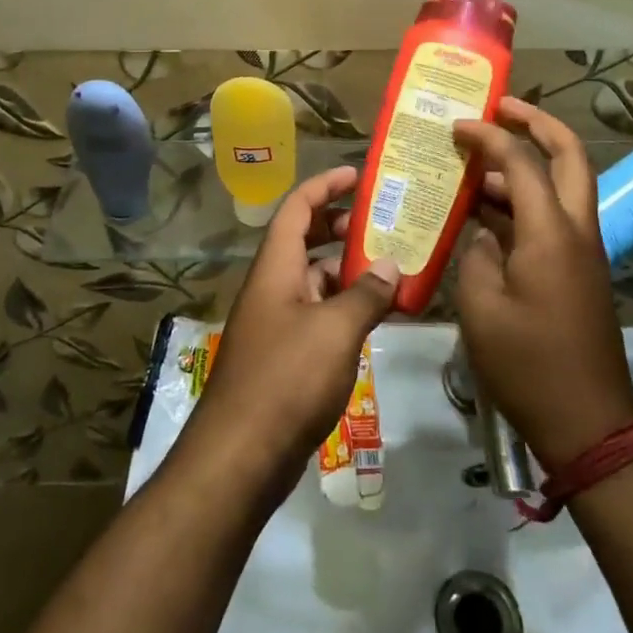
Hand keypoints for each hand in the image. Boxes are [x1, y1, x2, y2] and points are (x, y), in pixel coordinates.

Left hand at [181, 166, 398, 499]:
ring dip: (349, 271)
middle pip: (305, 240)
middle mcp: (272, 287)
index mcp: (275, 267)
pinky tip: (377, 318)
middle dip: (341, 226)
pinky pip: (318, 315)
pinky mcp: (284, 356)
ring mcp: (276, 322)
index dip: (325, 185)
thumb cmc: (286, 379)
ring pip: (315, 280)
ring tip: (392, 270)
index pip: (297, 208)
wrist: (240, 458)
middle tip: (382, 224)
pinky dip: (345, 308)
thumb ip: (365, 294)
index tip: (357, 174)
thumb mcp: (335, 330)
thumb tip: (389, 264)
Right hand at [452, 97, 632, 470]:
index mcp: (551, 233)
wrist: (589, 423)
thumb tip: (484, 233)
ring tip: (478, 161)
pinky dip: (526, 201)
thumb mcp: (481, 308)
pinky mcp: (580, 270)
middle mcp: (576, 229)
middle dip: (537, 122)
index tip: (457, 125)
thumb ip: (477, 254)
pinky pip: (555, 216)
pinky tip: (486, 212)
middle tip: (501, 107)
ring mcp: (583, 250)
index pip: (521, 162)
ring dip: (528, 164)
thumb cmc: (528, 365)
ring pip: (564, 184)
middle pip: (569, 154)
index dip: (488, 136)